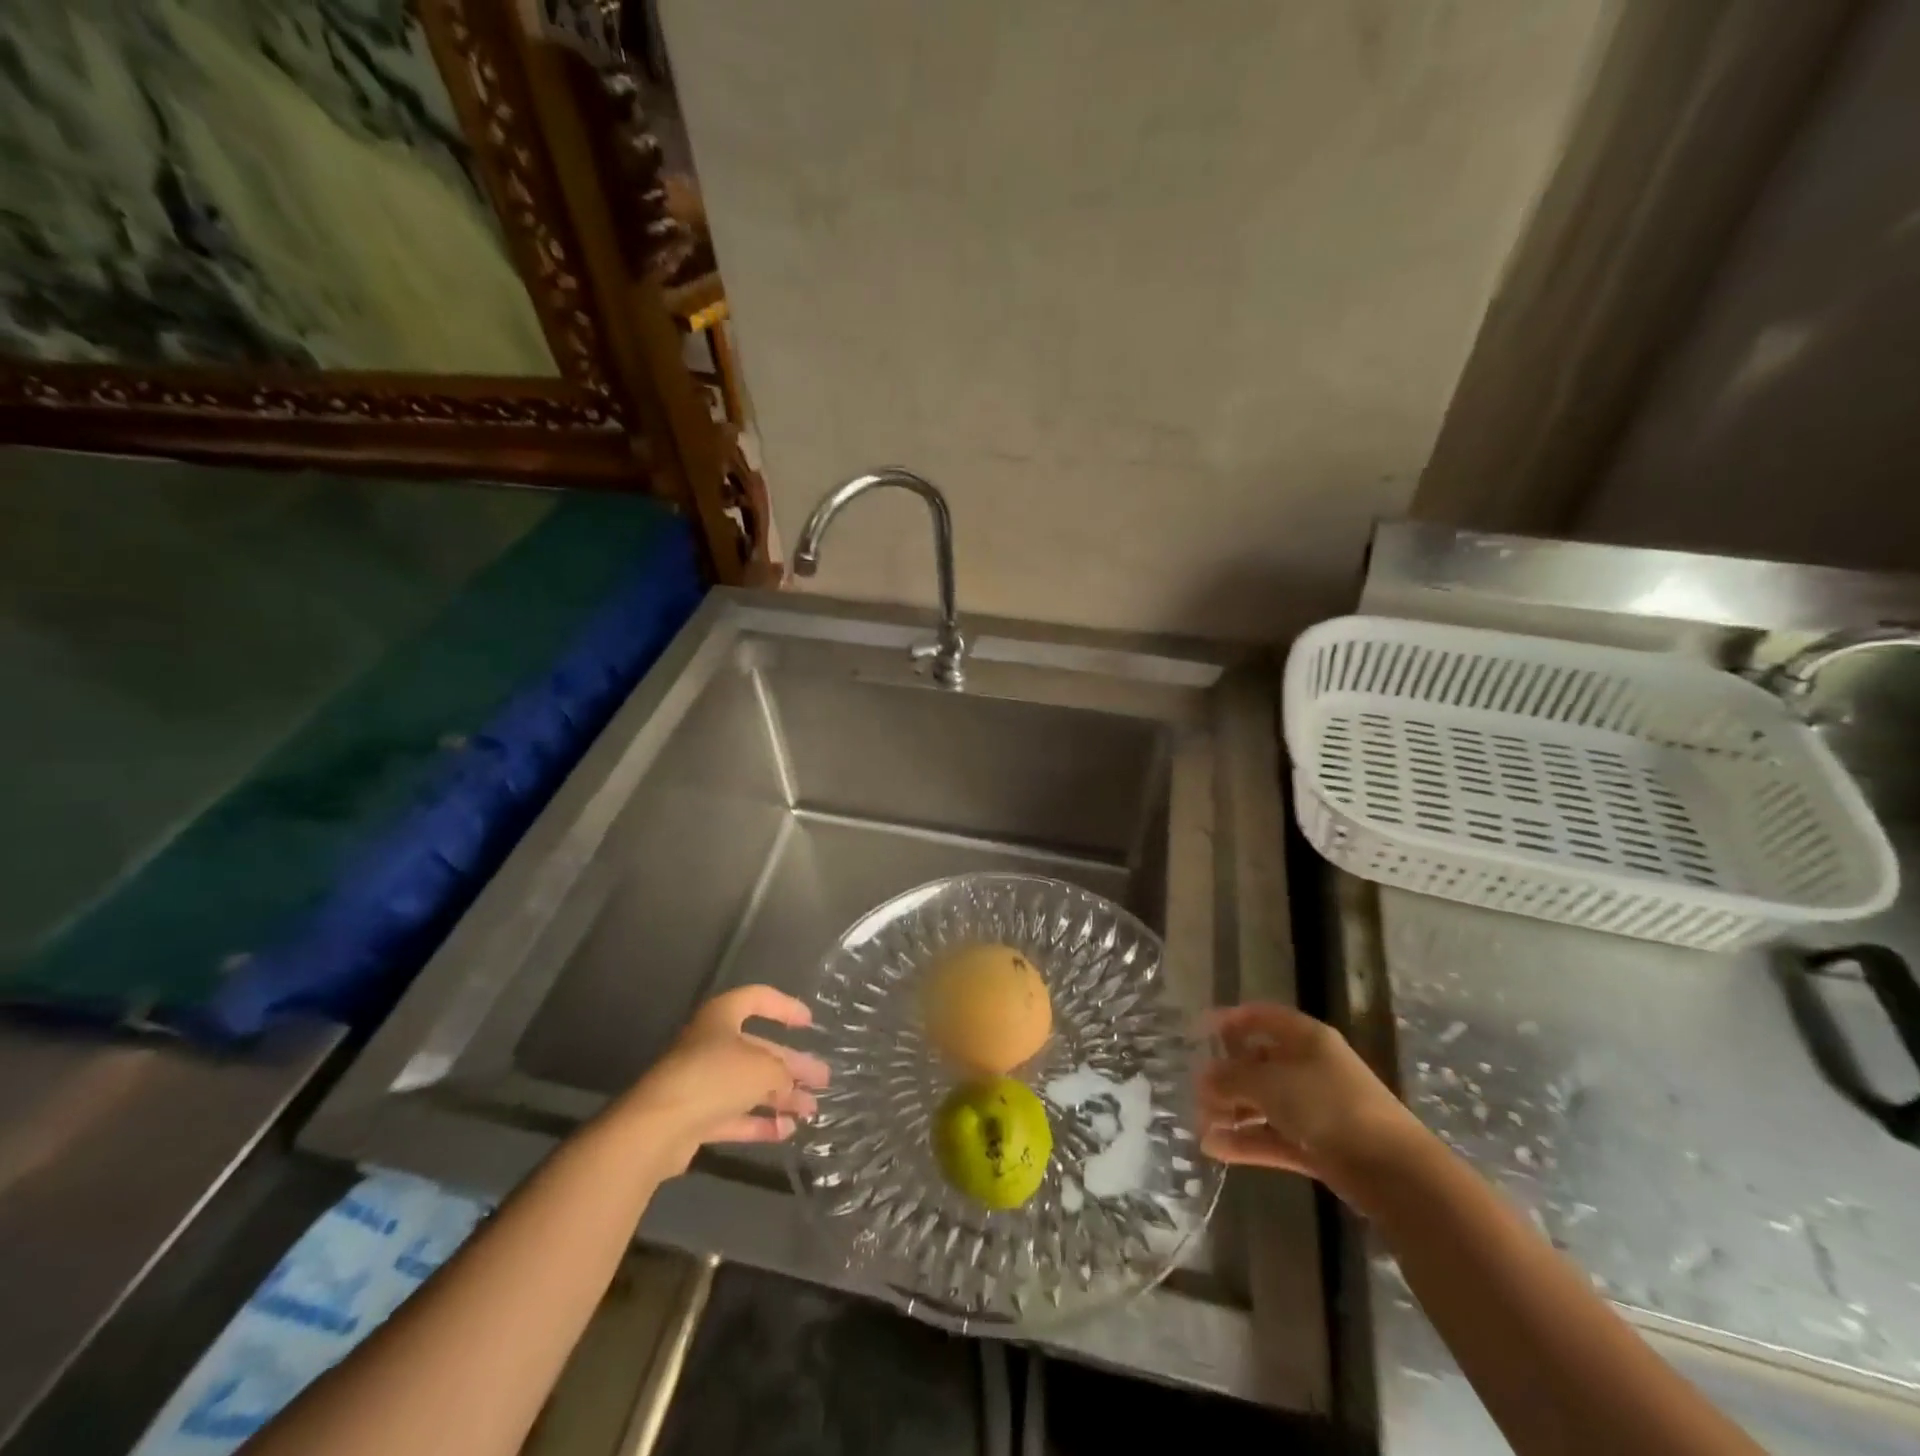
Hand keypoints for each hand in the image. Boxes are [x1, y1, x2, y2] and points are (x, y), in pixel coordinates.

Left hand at [619, 985, 830, 1175]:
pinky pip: (734, 1115)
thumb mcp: (762, 1067)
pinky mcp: (695, 1117)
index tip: (809, 1023)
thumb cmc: (714, 1077)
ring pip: (748, 1085)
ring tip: (812, 1110)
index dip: (785, 1007)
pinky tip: (786, 1131)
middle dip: (792, 1065)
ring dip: (780, 1097)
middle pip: (759, 1050)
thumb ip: (783, 1072)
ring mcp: (701, 1082)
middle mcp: (710, 1044)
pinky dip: (759, 1122)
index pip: (758, 999)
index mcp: (722, 1017)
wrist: (656, 1128)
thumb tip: (791, 1084)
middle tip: (822, 1078)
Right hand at [1196, 1004, 1418, 1198]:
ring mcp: (1316, 1108)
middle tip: (1196, 1092)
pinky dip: (1247, 1143)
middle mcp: (1310, 1067)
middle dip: (1225, 1077)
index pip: (1261, 1017)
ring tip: (1201, 1126)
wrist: (1392, 1172)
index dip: (1229, 1021)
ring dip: (1232, 1113)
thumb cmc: (1327, 1106)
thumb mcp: (1270, 1083)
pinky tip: (1216, 1150)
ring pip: (1264, 1103)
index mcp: (1305, 1038)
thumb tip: (1203, 1078)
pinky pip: (1274, 1137)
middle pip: (1259, 1063)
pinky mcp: (1319, 1146)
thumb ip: (1231, 1078)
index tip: (1198, 1033)